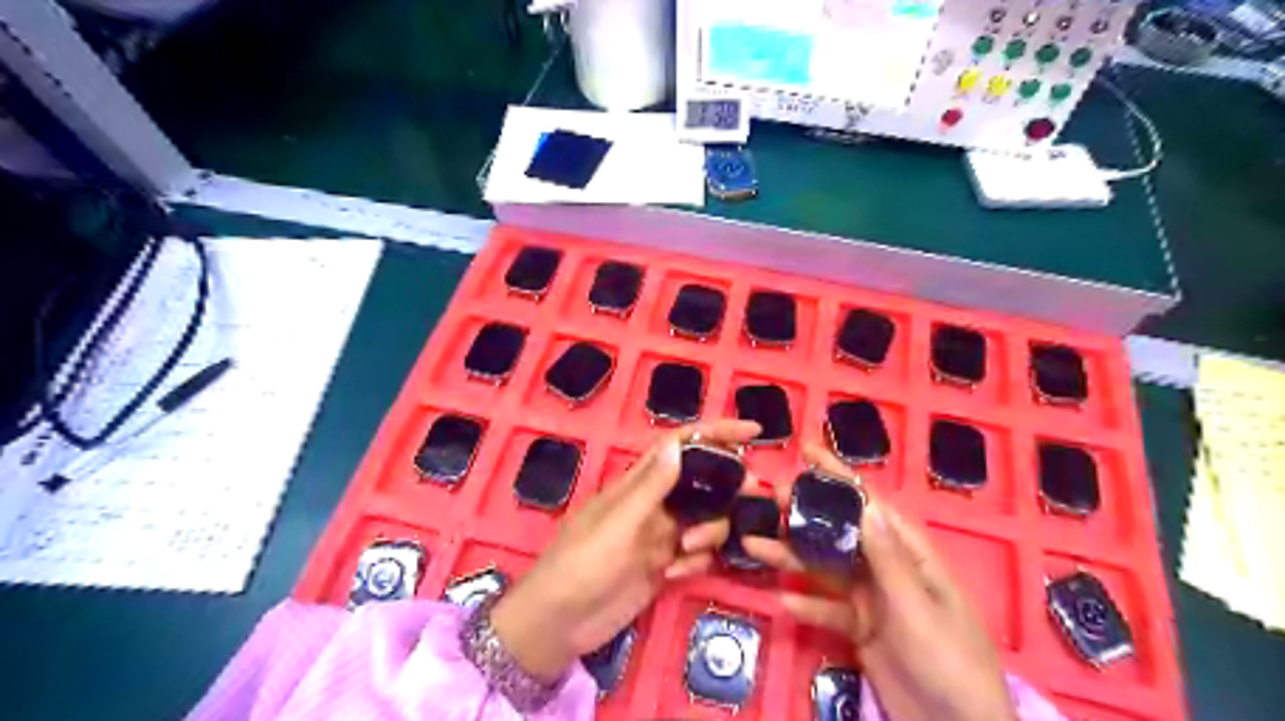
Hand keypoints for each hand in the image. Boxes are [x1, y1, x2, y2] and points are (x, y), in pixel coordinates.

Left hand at [488, 417, 755, 681]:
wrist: (559, 623)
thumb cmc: (582, 563)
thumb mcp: (617, 524)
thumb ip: (650, 487)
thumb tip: (677, 443)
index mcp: (639, 483)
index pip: (682, 445)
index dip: (716, 433)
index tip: (754, 431)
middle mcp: (655, 503)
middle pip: (703, 482)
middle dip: (728, 487)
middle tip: (752, 497)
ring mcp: (660, 535)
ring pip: (706, 519)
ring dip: (710, 531)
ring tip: (689, 550)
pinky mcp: (664, 566)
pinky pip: (697, 554)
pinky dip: (695, 561)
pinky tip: (674, 575)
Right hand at [745, 444, 1015, 720]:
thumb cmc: (949, 662)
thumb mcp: (917, 608)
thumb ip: (888, 558)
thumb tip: (864, 502)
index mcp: (910, 554)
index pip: (869, 504)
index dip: (839, 475)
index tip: (806, 450)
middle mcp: (888, 569)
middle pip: (841, 531)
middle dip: (806, 512)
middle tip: (768, 497)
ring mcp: (873, 599)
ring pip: (826, 568)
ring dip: (793, 556)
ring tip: (755, 544)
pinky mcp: (860, 629)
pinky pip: (828, 609)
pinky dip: (807, 604)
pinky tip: (784, 602)